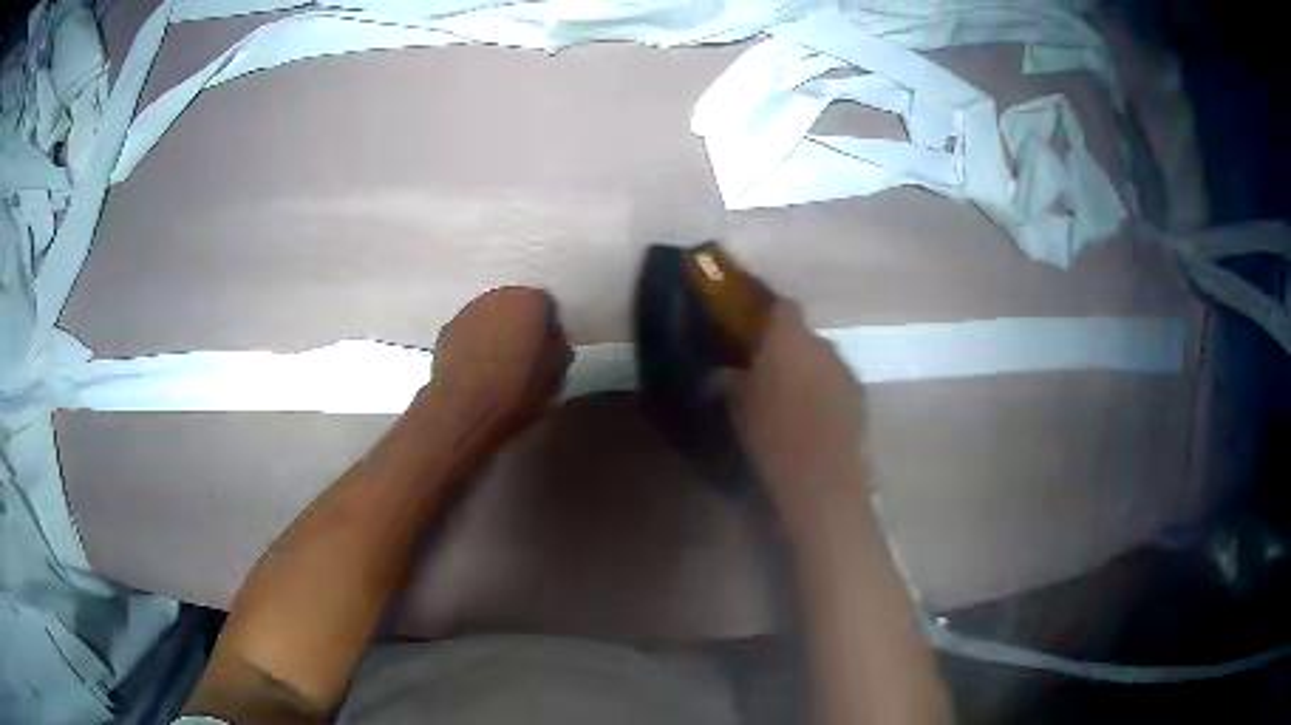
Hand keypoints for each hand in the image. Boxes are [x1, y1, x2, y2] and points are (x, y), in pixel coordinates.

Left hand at [427, 287, 572, 445]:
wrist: (465, 409)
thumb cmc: (518, 390)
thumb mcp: (556, 373)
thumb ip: (558, 348)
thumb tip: (550, 341)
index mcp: (530, 300)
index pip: (547, 306)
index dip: (548, 330)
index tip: (548, 352)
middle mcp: (497, 296)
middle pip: (514, 306)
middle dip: (520, 325)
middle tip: (524, 355)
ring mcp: (467, 311)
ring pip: (489, 317)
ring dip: (494, 333)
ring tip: (497, 364)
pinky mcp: (446, 331)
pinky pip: (468, 332)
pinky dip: (473, 344)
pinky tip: (476, 370)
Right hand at [726, 300, 865, 520]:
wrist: (820, 474)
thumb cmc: (771, 433)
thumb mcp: (737, 407)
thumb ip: (727, 381)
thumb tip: (718, 374)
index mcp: (789, 338)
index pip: (784, 307)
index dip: (771, 315)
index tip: (755, 330)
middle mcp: (822, 344)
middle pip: (805, 336)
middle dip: (789, 349)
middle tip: (768, 370)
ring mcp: (846, 370)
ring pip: (823, 361)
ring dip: (809, 371)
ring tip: (791, 397)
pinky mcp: (860, 398)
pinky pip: (837, 384)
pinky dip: (826, 392)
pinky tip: (813, 417)